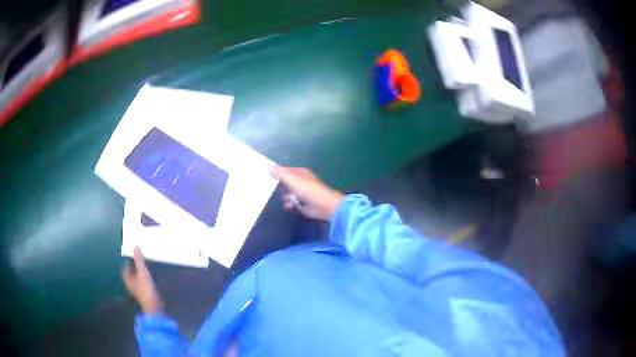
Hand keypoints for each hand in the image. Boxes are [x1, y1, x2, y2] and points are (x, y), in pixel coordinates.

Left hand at [122, 247, 163, 313]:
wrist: (154, 305)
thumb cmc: (145, 288)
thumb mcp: (142, 271)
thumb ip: (138, 259)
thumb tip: (135, 247)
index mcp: (127, 278)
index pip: (125, 266)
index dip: (129, 260)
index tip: (135, 254)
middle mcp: (130, 284)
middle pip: (131, 272)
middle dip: (135, 265)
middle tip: (141, 258)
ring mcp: (137, 289)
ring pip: (137, 277)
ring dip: (140, 271)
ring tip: (146, 265)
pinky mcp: (144, 293)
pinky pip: (142, 282)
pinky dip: (144, 277)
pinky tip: (150, 276)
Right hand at [270, 166, 343, 220]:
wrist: (323, 205)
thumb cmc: (308, 190)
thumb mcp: (292, 180)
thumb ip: (280, 173)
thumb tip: (268, 167)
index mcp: (299, 172)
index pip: (284, 170)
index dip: (275, 172)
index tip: (264, 175)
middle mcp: (300, 180)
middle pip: (285, 181)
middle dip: (278, 186)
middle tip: (267, 189)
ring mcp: (301, 192)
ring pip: (287, 192)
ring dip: (284, 196)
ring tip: (285, 199)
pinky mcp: (302, 202)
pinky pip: (291, 202)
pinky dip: (289, 204)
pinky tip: (288, 206)